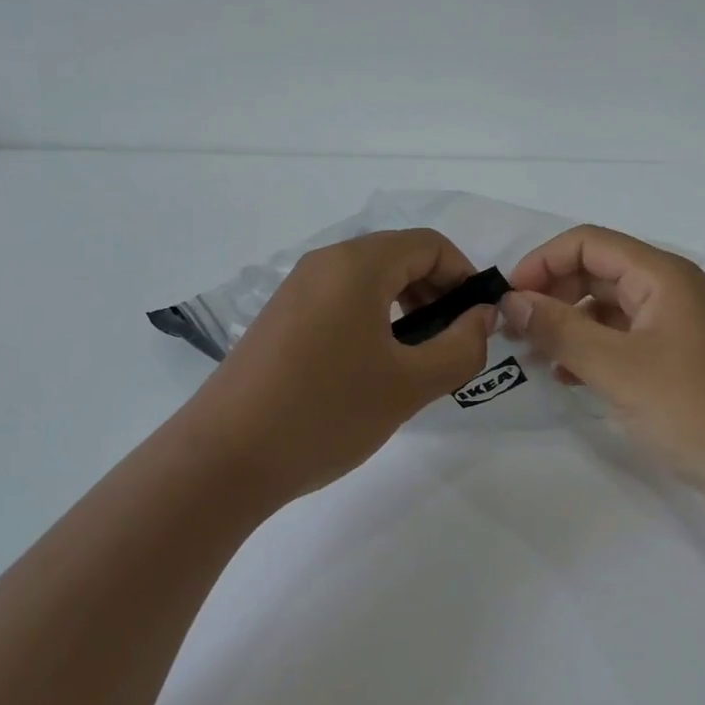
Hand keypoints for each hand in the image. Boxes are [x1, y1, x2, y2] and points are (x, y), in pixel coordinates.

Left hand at [179, 229, 497, 505]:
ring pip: (370, 281)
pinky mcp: (280, 319)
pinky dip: (373, 320)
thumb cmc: (326, 412)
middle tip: (451, 344)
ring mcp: (297, 290)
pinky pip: (341, 301)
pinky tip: (374, 369)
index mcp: (357, 265)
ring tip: (416, 360)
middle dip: (436, 293)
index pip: (429, 245)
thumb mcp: (409, 385)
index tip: (478, 321)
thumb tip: (482, 318)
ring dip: (406, 308)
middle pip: (399, 257)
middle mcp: (324, 264)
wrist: (223, 460)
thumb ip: (461, 347)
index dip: (464, 276)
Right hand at [503, 225, 704, 523]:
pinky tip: (571, 378)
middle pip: (599, 273)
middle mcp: (672, 292)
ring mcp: (680, 330)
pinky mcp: (683, 366)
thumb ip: (560, 330)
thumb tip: (511, 300)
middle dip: (553, 295)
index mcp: (663, 275)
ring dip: (570, 326)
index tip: (509, 299)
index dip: (543, 262)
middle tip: (515, 332)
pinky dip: (594, 353)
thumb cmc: (697, 407)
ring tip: (536, 358)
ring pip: (611, 311)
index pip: (589, 243)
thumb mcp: (618, 367)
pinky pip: (627, 343)